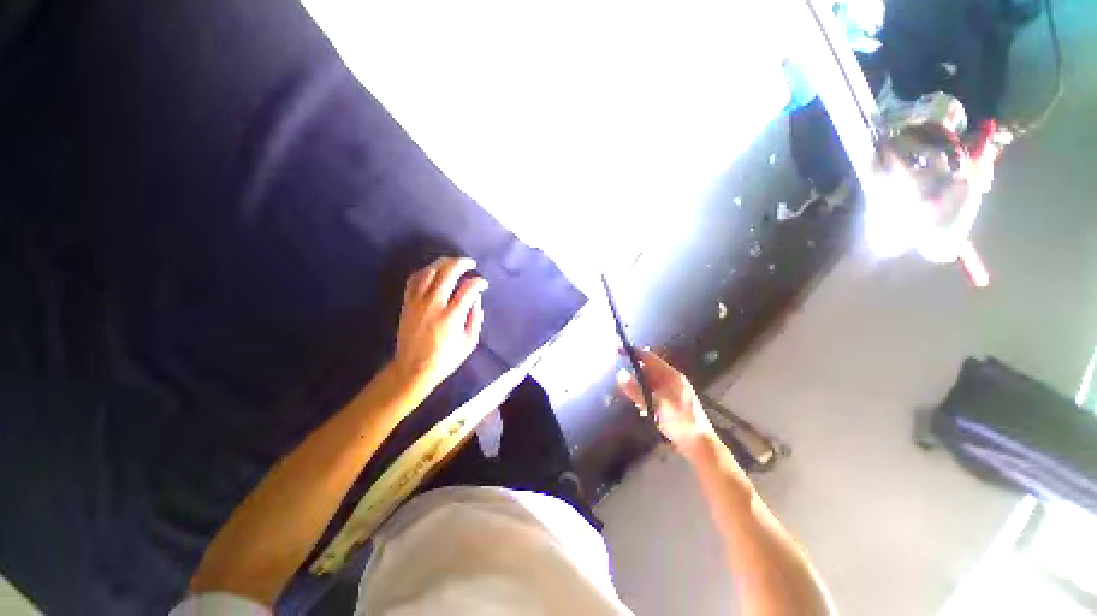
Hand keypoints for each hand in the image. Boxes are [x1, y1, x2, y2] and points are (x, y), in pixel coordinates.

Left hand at [392, 256, 486, 394]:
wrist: (412, 368)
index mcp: (452, 315)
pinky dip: (425, 271)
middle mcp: (434, 303)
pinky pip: (414, 279)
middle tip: (471, 263)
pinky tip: (433, 271)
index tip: (483, 283)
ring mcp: (418, 301)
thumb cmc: (445, 358)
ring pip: (430, 271)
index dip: (478, 281)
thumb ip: (475, 318)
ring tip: (453, 263)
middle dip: (462, 263)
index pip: (468, 288)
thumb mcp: (469, 342)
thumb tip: (476, 298)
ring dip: (443, 263)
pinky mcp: (407, 303)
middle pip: (448, 272)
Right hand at [617, 350, 716, 457]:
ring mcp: (675, 389)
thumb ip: (636, 391)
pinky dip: (647, 395)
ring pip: (651, 381)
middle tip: (622, 382)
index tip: (618, 350)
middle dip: (635, 373)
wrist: (700, 445)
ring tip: (635, 401)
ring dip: (640, 387)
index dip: (633, 352)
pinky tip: (643, 409)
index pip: (649, 357)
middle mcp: (673, 379)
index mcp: (672, 376)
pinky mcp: (674, 399)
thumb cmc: (679, 423)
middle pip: (649, 368)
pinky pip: (655, 391)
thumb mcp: (655, 406)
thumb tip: (619, 374)